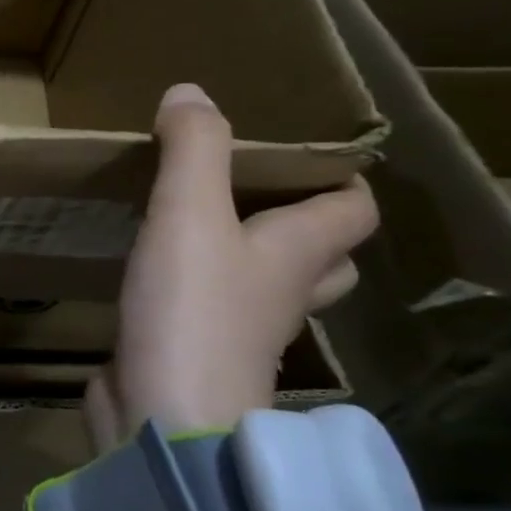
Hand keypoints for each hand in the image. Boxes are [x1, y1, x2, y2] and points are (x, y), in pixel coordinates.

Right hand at [90, 83, 377, 447]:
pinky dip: (198, 296)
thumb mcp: (190, 214)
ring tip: (202, 230)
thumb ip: (193, 149)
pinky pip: (213, 318)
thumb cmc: (193, 311)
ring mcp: (245, 334)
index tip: (302, 155)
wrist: (165, 418)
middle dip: (303, 225)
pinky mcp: (199, 358)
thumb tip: (190, 92)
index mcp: (301, 253)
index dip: (342, 179)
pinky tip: (156, 280)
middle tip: (252, 193)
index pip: (354, 210)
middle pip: (326, 257)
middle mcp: (285, 293)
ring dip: (252, 263)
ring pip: (269, 290)